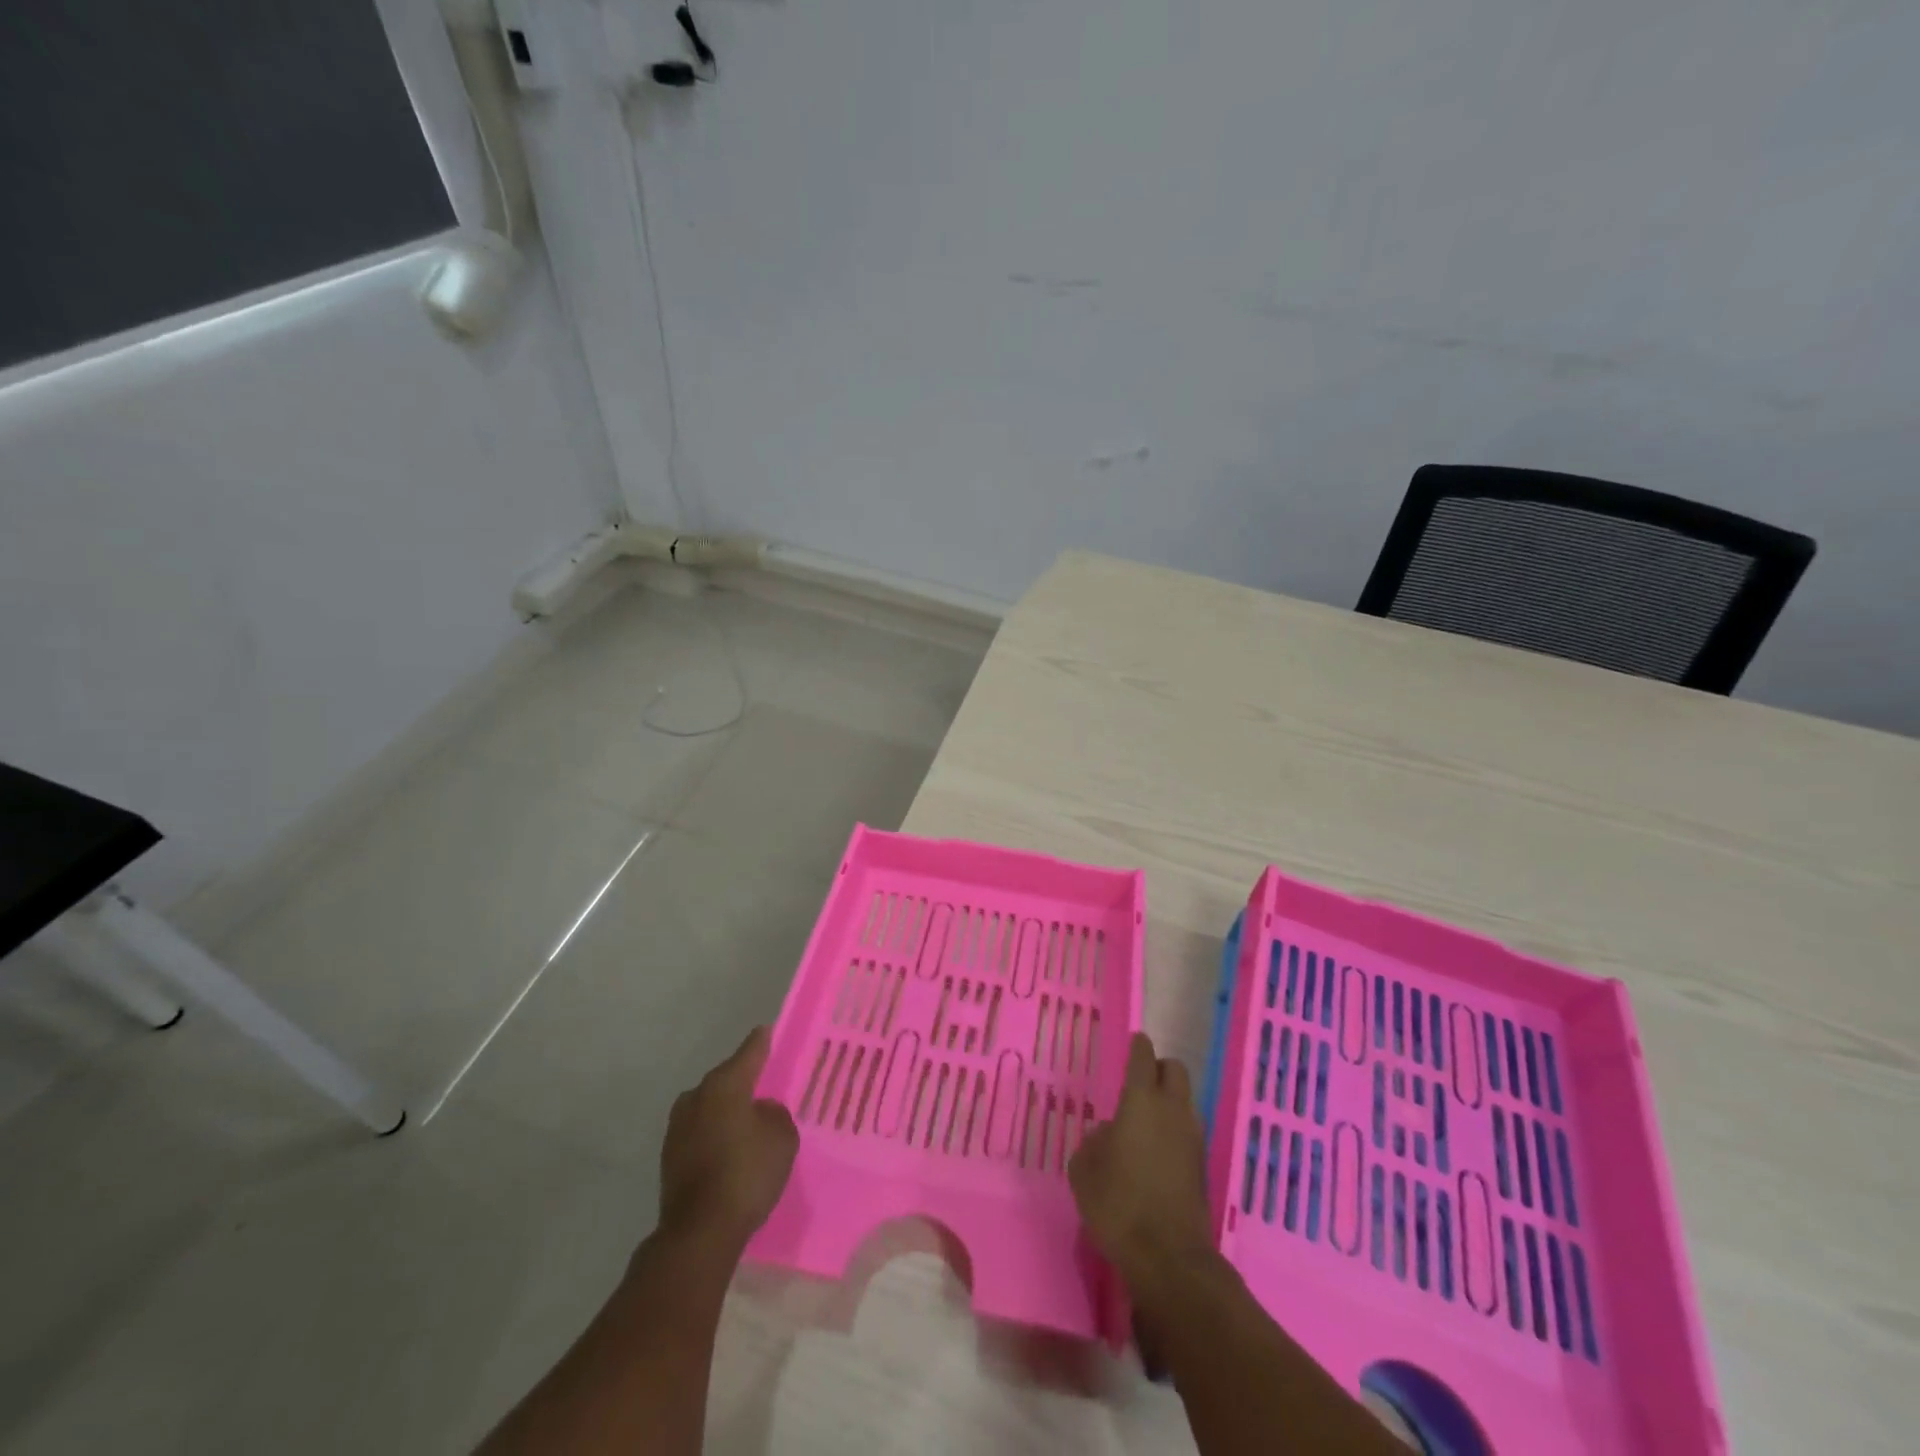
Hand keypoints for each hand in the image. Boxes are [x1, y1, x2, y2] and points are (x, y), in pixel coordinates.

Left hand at [658, 1026, 798, 1250]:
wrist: (699, 1233)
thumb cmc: (746, 1173)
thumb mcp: (782, 1137)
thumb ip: (774, 1113)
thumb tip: (760, 1111)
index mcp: (724, 1083)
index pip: (750, 1050)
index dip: (763, 1041)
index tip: (769, 1031)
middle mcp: (696, 1096)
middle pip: (727, 1079)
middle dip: (745, 1082)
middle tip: (767, 1088)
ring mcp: (678, 1127)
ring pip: (711, 1107)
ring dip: (727, 1111)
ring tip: (749, 1124)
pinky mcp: (670, 1157)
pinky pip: (701, 1133)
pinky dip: (716, 1135)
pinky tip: (731, 1150)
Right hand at [1068, 1033, 1213, 1288]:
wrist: (1168, 1258)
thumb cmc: (1118, 1204)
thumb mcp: (1085, 1169)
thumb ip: (1095, 1141)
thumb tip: (1109, 1133)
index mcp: (1141, 1100)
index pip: (1143, 1057)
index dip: (1137, 1046)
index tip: (1133, 1043)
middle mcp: (1172, 1110)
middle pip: (1174, 1070)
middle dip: (1159, 1069)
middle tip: (1140, 1082)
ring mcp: (1192, 1137)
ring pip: (1186, 1100)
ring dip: (1170, 1100)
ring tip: (1146, 1120)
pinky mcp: (1203, 1165)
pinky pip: (1189, 1130)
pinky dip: (1175, 1130)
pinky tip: (1157, 1151)